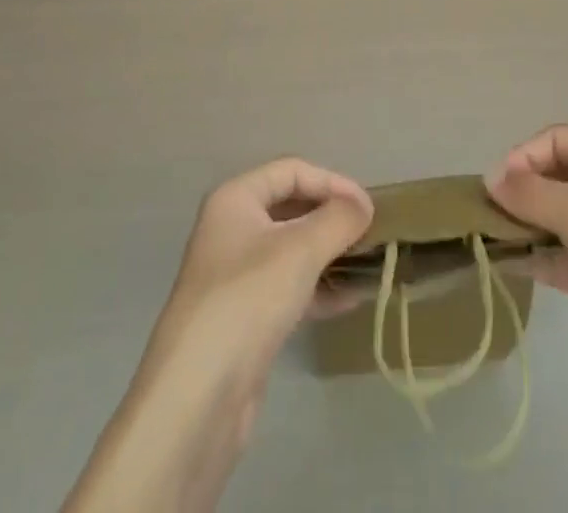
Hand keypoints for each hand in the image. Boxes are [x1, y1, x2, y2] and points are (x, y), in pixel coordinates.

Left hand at [63, 159, 370, 512]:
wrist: (197, 396)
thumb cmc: (248, 300)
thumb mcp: (301, 250)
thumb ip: (338, 219)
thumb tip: (363, 205)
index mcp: (235, 199)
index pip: (292, 171)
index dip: (332, 182)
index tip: (368, 208)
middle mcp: (232, 229)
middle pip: (291, 207)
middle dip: (331, 217)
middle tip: (370, 233)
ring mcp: (236, 275)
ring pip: (292, 249)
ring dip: (329, 253)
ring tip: (367, 265)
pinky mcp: (245, 316)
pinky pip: (289, 286)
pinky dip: (318, 287)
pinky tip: (350, 300)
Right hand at [486, 125, 567, 398]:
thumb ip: (528, 192)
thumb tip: (491, 179)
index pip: (555, 139)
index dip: (523, 156)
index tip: (496, 185)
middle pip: (554, 177)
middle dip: (521, 191)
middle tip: (487, 211)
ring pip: (555, 218)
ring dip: (523, 225)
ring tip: (487, 236)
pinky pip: (560, 256)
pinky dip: (534, 257)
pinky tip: (504, 263)